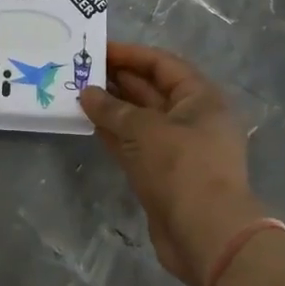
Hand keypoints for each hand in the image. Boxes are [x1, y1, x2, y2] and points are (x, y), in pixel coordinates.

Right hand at [80, 42, 266, 285]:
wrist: (206, 235)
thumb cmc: (182, 167)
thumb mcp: (145, 129)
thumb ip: (113, 109)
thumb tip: (87, 93)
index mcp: (201, 98)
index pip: (163, 64)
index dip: (130, 55)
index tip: (97, 50)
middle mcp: (192, 119)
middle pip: (152, 90)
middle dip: (118, 80)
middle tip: (80, 71)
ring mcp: (178, 149)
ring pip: (140, 119)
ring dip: (112, 108)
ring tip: (77, 93)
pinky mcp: (163, 175)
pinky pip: (135, 145)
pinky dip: (114, 134)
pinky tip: (88, 123)